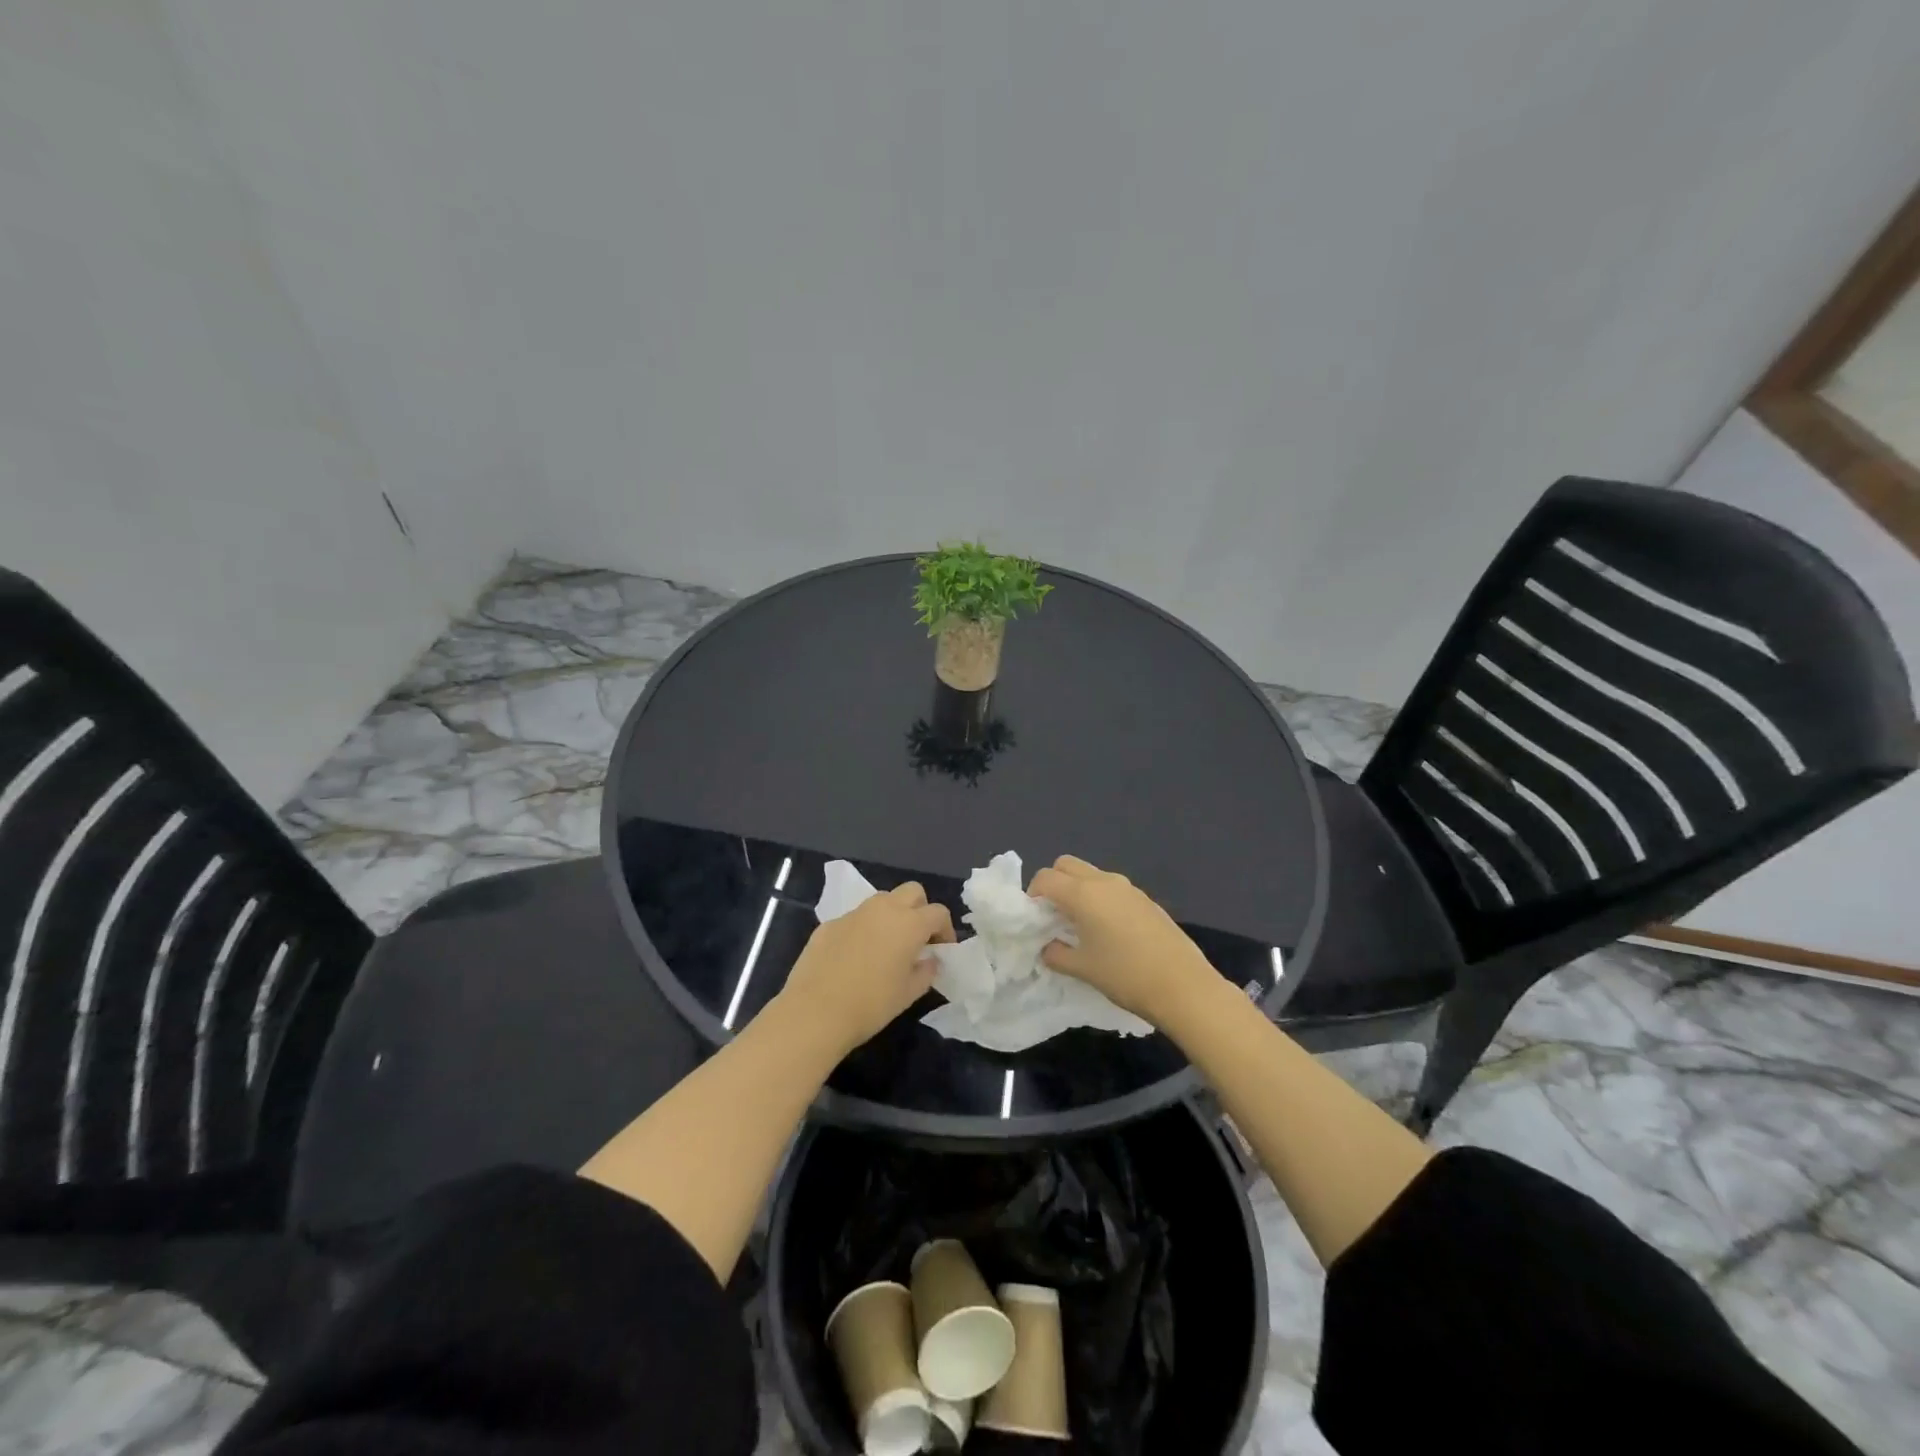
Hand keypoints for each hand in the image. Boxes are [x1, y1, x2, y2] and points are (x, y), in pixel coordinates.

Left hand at [778, 882, 953, 1053]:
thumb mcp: (908, 993)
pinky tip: (855, 957)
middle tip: (917, 938)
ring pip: (882, 900)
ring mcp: (854, 913)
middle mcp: (883, 909)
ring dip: (892, 914)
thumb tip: (930, 960)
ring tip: (887, 945)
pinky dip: (864, 929)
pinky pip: (855, 918)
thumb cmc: (870, 1005)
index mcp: (909, 924)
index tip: (942, 950)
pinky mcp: (829, 923)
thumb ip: (926, 971)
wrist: (815, 1012)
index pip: (938, 912)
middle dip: (920, 909)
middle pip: (912, 891)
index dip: (945, 930)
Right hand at [1030, 855, 1217, 1024]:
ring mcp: (1128, 888)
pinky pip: (1112, 887)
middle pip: (1067, 865)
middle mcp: (1104, 881)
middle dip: (1054, 883)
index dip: (1033, 894)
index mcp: (1083, 894)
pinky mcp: (1145, 899)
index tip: (1034, 918)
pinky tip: (1108, 930)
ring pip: (1091, 874)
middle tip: (1053, 914)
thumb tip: (1048, 947)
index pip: (1046, 877)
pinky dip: (1099, 898)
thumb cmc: (1125, 975)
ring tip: (1080, 924)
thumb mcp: (1083, 969)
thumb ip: (1056, 954)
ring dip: (1078, 889)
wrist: (1184, 986)